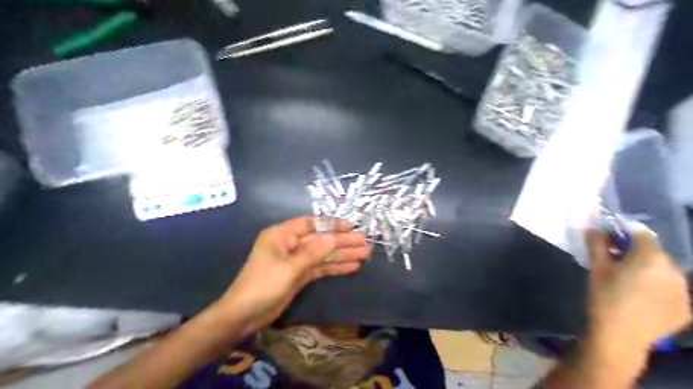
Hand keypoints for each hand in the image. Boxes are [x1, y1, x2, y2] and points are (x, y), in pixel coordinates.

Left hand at [215, 215, 370, 330]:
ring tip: (364, 254)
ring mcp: (295, 261)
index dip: (331, 224)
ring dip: (342, 255)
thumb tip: (335, 237)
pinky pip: (320, 268)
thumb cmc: (263, 285)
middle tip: (364, 242)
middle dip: (341, 241)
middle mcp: (289, 244)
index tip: (350, 227)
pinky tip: (351, 267)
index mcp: (281, 235)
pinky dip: (334, 267)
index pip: (310, 224)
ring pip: (323, 254)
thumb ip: (313, 252)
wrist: (244, 315)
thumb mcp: (289, 267)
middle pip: (320, 240)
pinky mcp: (299, 275)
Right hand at [583, 224, 691, 349]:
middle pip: (654, 252)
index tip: (609, 239)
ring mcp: (684, 291)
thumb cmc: (604, 297)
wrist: (619, 336)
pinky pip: (671, 289)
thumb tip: (594, 228)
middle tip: (615, 261)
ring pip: (664, 271)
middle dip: (636, 252)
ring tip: (628, 281)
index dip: (624, 232)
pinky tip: (641, 297)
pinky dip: (657, 287)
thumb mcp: (596, 267)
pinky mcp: (685, 309)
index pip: (641, 233)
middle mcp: (674, 271)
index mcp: (651, 258)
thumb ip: (597, 244)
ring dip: (648, 269)